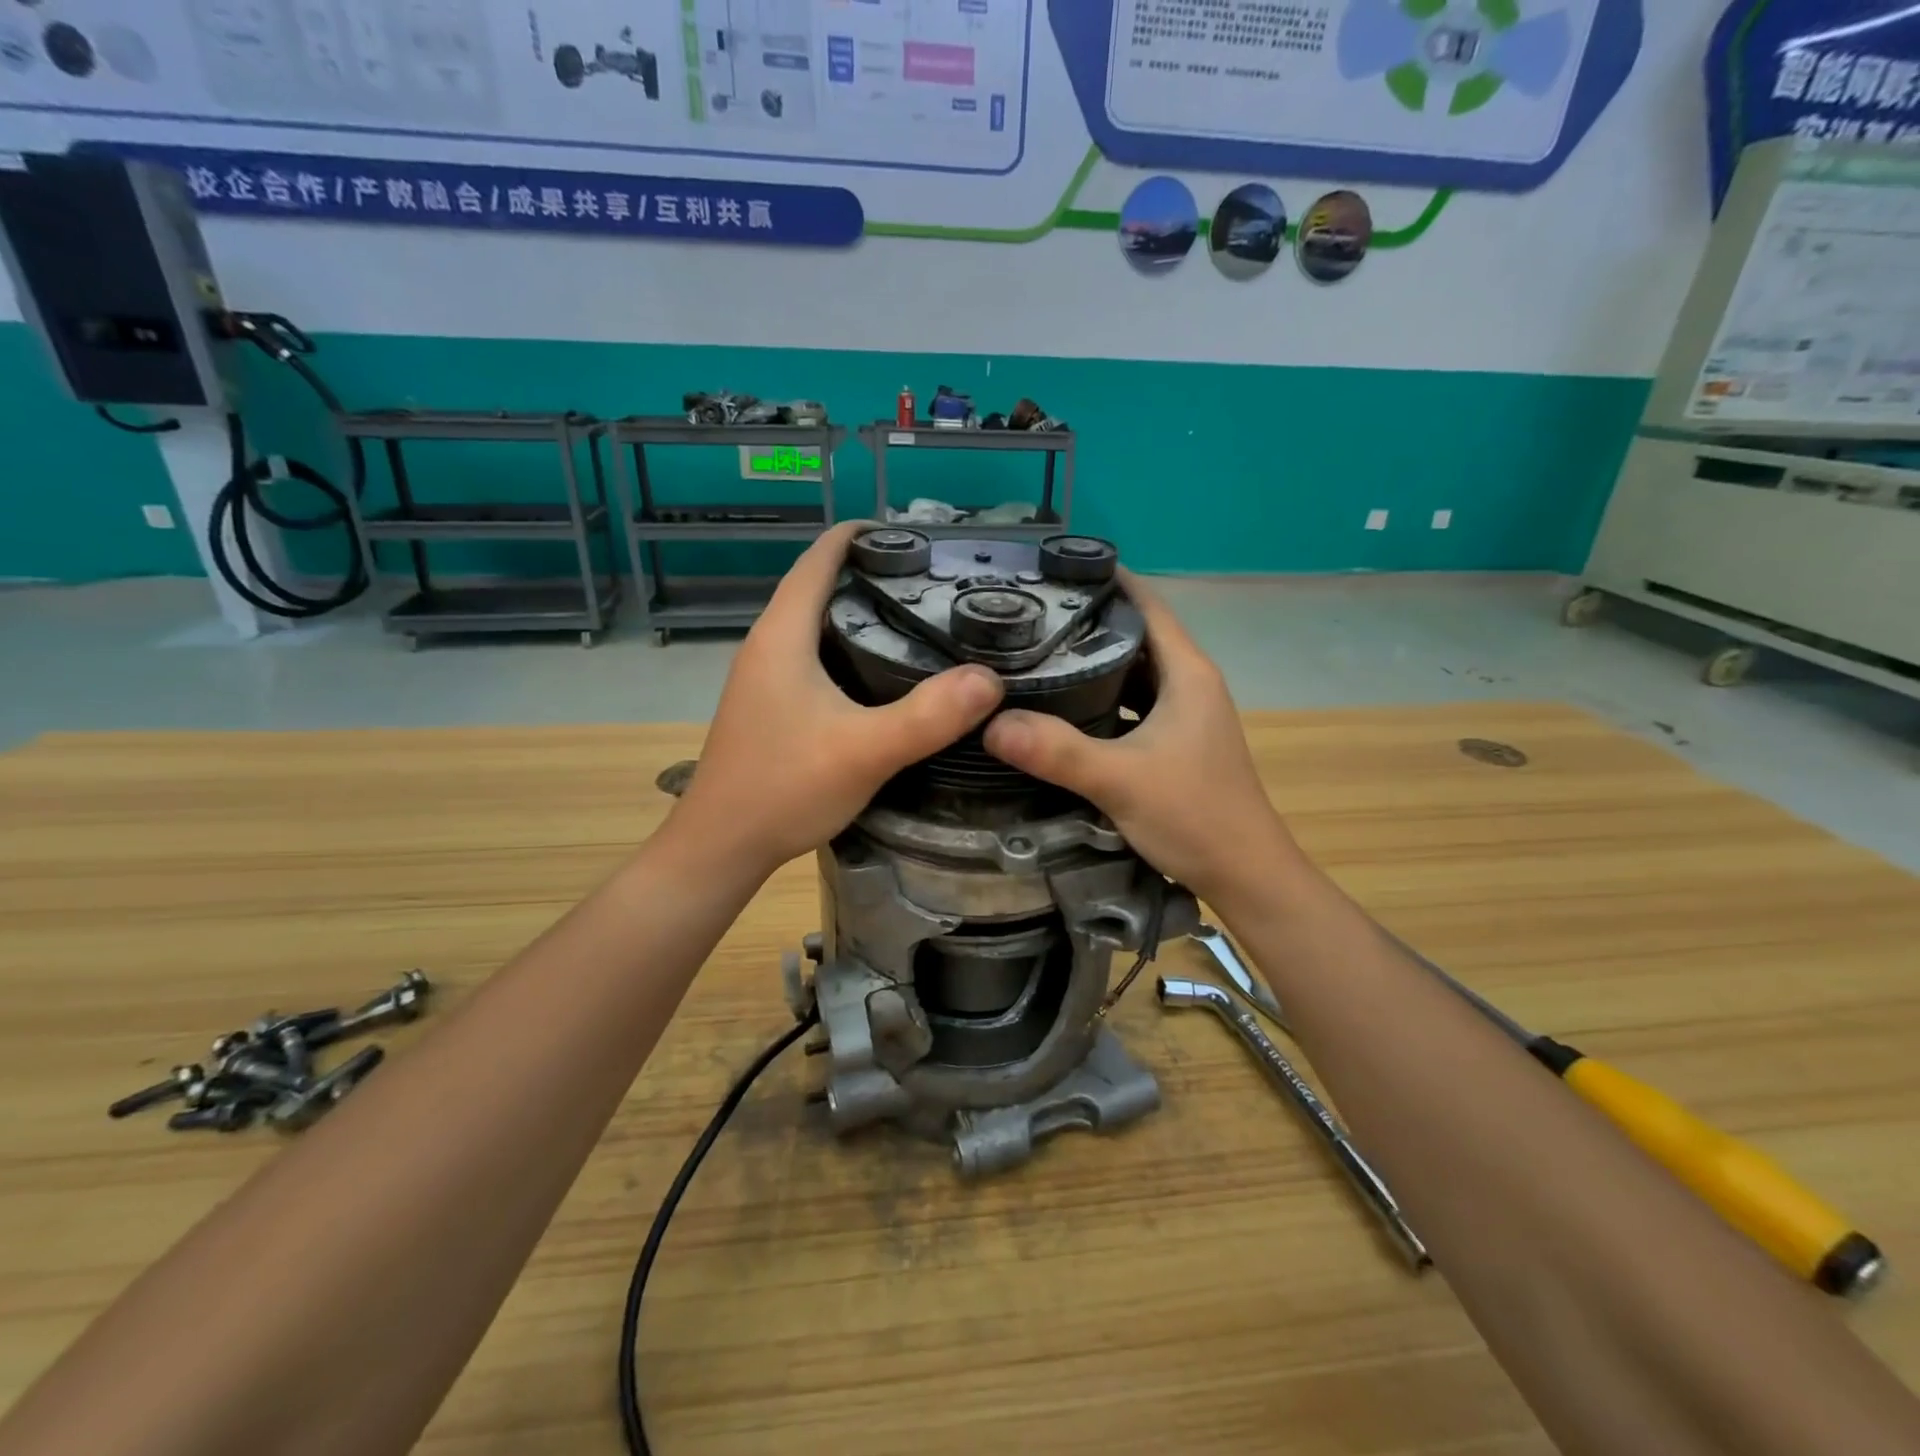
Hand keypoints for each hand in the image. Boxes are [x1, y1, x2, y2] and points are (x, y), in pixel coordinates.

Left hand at [669, 523, 1003, 878]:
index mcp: (783, 635)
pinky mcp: (772, 705)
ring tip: (921, 618)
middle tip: (936, 581)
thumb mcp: (864, 752)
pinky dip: (851, 648)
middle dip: (873, 572)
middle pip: (821, 585)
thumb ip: (927, 717)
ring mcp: (765, 677)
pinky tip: (886, 674)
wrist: (722, 846)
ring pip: (818, 623)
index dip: (863, 535)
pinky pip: (816, 656)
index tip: (918, 537)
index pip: (819, 557)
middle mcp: (768, 645)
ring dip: (862, 611)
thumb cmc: (783, 789)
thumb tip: (990, 680)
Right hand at [982, 571, 1295, 907]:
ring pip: (1133, 674)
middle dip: (1087, 622)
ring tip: (1037, 655)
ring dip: (1093, 663)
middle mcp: (1189, 684)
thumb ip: (1057, 751)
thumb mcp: (1120, 781)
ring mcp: (1185, 716)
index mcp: (1187, 673)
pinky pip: (1133, 706)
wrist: (1247, 876)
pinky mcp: (1176, 744)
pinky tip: (1065, 711)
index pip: (1146, 604)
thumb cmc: (1195, 817)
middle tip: (1029, 615)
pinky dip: (1101, 700)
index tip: (1054, 570)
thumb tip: (991, 724)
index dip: (1106, 580)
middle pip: (1135, 636)